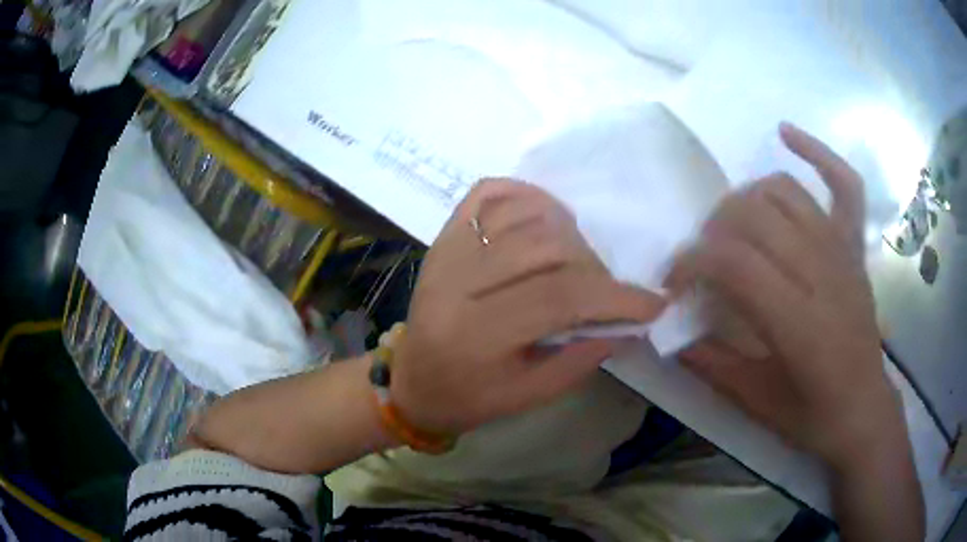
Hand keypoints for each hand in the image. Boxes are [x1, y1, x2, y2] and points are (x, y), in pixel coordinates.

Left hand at [391, 179, 665, 434]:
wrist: (411, 379)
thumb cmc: (467, 398)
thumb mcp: (527, 397)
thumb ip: (579, 360)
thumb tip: (628, 323)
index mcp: (474, 334)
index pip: (558, 299)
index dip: (614, 298)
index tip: (653, 303)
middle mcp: (456, 280)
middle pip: (546, 249)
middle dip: (594, 268)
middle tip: (606, 291)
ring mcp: (447, 248)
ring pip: (525, 214)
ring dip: (569, 233)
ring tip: (578, 263)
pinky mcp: (445, 233)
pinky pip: (491, 192)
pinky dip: (529, 196)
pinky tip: (547, 219)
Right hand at [671, 123, 903, 468]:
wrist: (862, 409)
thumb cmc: (810, 415)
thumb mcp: (752, 402)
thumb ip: (708, 362)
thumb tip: (667, 328)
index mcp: (798, 321)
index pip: (733, 262)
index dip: (691, 263)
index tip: (673, 285)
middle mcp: (822, 272)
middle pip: (754, 215)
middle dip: (712, 232)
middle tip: (703, 264)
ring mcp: (842, 251)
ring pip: (784, 192)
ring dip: (744, 200)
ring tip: (732, 228)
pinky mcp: (854, 245)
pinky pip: (843, 184)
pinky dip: (816, 152)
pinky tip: (785, 135)